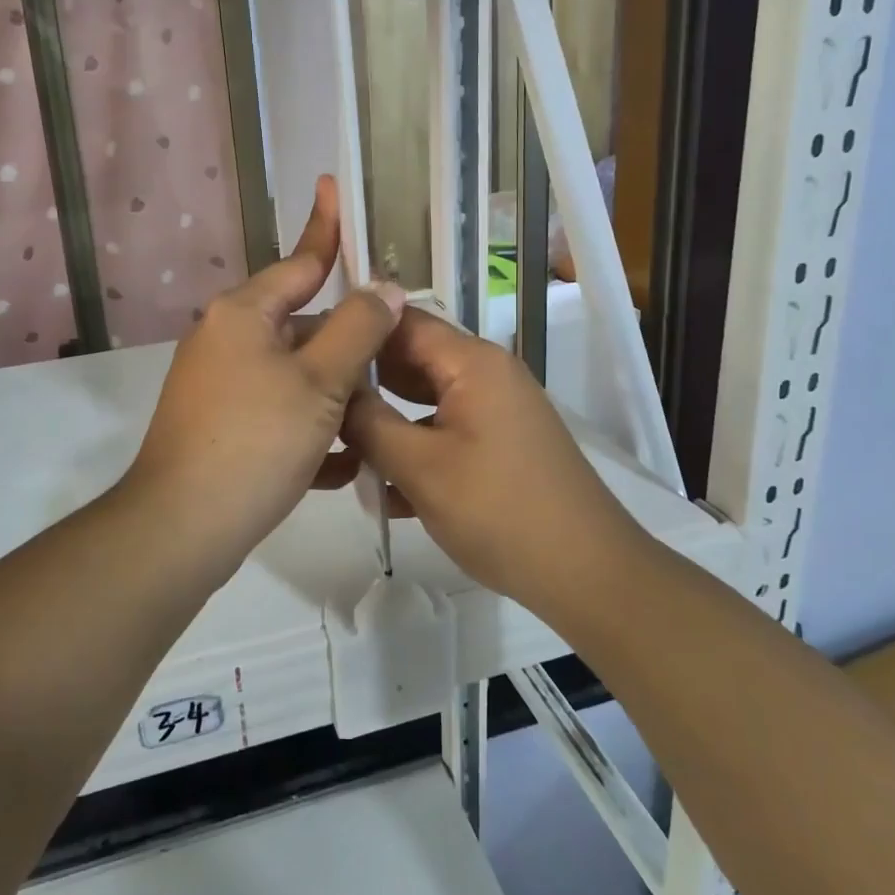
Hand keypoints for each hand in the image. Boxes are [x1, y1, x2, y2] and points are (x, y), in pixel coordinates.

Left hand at [124, 177, 406, 569]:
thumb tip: (385, 288)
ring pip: (293, 373)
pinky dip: (308, 429)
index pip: (299, 261)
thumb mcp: (319, 381)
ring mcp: (218, 384)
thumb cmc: (255, 440)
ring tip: (378, 414)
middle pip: (301, 323)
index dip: (325, 227)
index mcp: (244, 313)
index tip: (334, 187)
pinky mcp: (220, 425)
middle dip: (347, 341)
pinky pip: (276, 412)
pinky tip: (343, 462)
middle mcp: (225, 339)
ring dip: (334, 392)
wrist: (182, 528)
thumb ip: (358, 328)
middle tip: (397, 350)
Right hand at [341, 309, 628, 606]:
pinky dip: (415, 446)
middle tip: (315, 402)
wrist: (587, 572)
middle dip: (364, 380)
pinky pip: (445, 429)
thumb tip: (335, 392)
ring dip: (385, 420)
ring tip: (338, 445)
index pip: (402, 321)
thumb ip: (369, 423)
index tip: (308, 351)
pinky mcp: (500, 443)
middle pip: (412, 359)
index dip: (354, 330)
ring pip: (425, 399)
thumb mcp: (421, 467)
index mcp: (472, 362)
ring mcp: (497, 409)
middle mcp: (487, 373)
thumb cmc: (499, 512)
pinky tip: (382, 486)